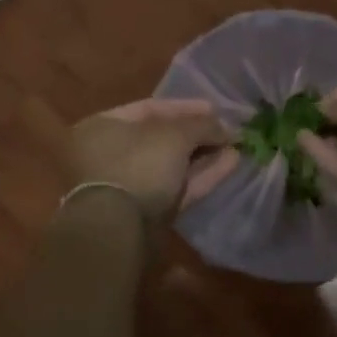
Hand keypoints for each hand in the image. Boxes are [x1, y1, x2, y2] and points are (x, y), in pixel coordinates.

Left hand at [65, 99, 236, 219]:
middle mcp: (109, 155)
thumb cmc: (138, 165)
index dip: (184, 107)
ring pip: (170, 166)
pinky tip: (230, 164)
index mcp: (101, 127)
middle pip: (160, 139)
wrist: (119, 228)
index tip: (214, 109)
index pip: (148, 109)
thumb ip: (202, 125)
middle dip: (195, 135)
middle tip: (225, 130)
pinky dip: (201, 177)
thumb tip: (225, 127)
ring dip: (203, 156)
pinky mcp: (144, 214)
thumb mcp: (174, 135)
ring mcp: (126, 187)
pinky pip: (175, 188)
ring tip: (235, 147)